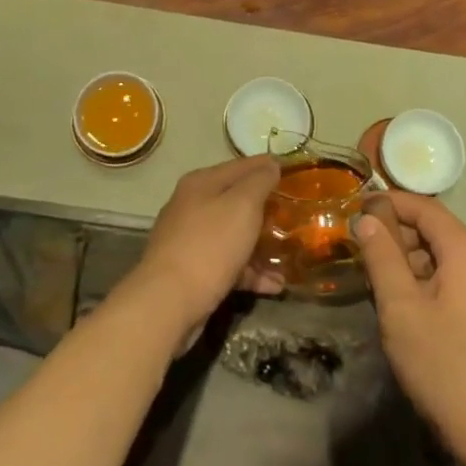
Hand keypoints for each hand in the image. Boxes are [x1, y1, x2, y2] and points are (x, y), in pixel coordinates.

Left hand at [122, 156, 284, 344]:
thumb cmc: (210, 245)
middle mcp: (193, 206)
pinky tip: (275, 285)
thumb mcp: (242, 205)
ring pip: (234, 235)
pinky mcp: (193, 271)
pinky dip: (250, 272)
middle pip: (237, 201)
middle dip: (267, 209)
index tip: (297, 174)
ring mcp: (191, 240)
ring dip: (262, 245)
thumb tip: (271, 164)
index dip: (269, 167)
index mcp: (202, 183)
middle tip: (297, 216)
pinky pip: (229, 264)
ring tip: (291, 255)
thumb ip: (259, 181)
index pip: (242, 166)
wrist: (168, 302)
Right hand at [354, 191, 465, 465]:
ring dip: (405, 261)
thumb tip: (366, 218)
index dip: (388, 202)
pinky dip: (422, 282)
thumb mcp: (401, 307)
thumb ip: (381, 257)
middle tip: (358, 250)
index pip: (424, 207)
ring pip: (440, 257)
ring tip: (372, 280)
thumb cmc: (445, 365)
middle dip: (394, 234)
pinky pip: (449, 281)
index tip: (354, 207)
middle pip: (433, 230)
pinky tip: (399, 307)